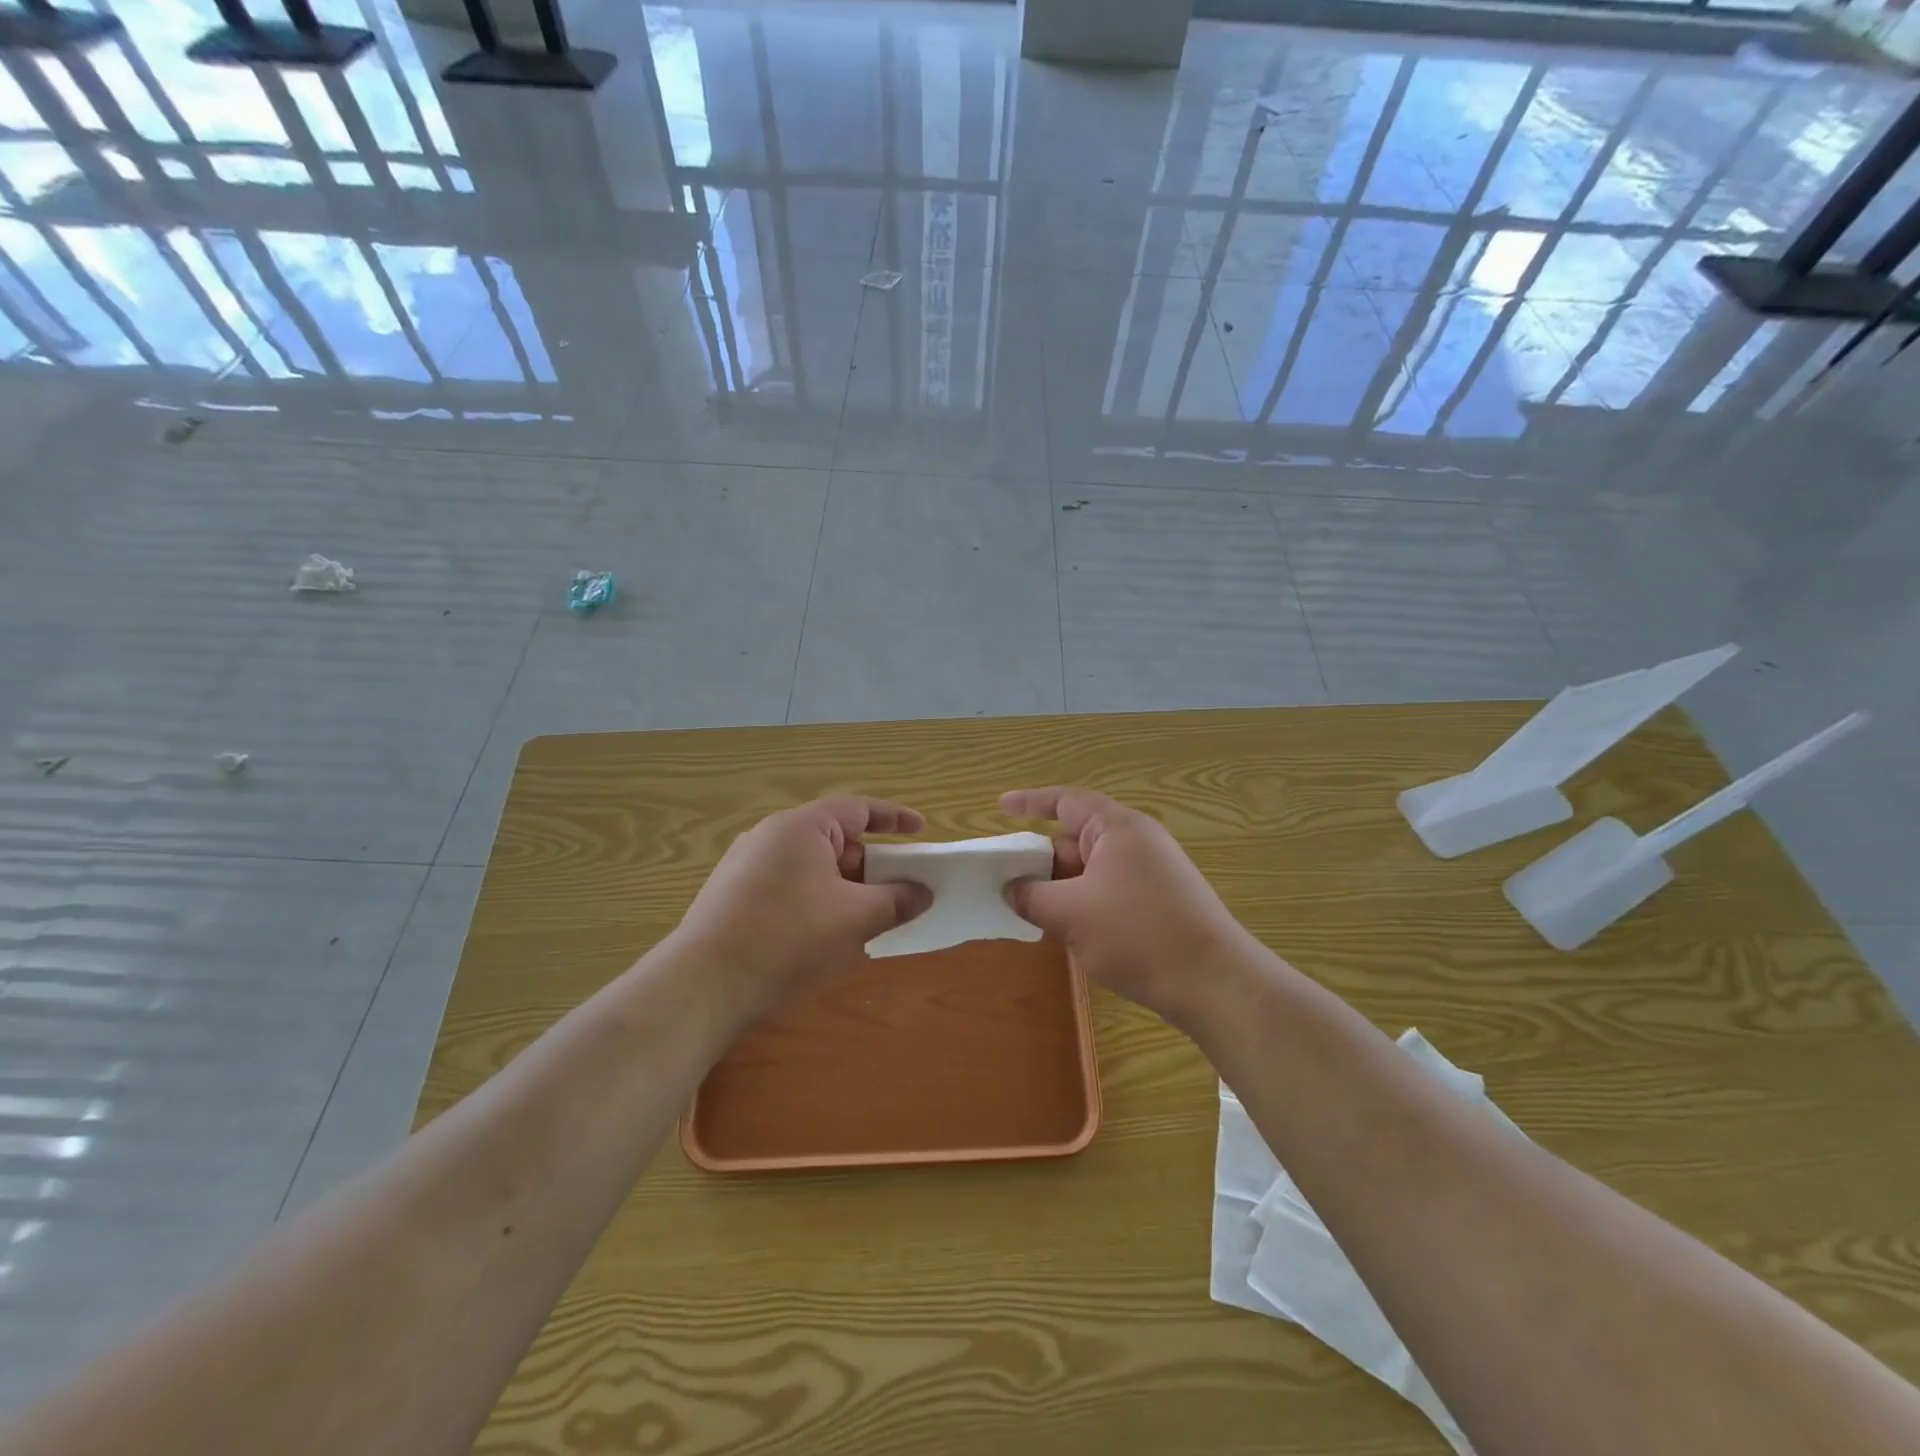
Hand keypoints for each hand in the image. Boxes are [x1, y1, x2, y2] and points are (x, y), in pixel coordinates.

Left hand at [673, 796, 932, 1012]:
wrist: (703, 987)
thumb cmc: (788, 938)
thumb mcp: (855, 919)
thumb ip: (896, 900)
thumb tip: (923, 893)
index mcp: (801, 828)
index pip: (857, 809)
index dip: (894, 817)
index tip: (921, 829)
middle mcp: (771, 837)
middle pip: (835, 841)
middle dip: (871, 867)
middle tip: (899, 893)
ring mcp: (747, 867)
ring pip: (812, 870)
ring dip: (845, 890)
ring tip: (867, 922)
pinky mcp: (733, 898)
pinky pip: (789, 889)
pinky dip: (816, 904)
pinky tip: (824, 940)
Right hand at [1000, 787, 1260, 1025]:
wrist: (1214, 983)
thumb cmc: (1138, 935)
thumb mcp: (1071, 914)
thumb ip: (1032, 897)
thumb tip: (1011, 889)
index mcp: (1117, 828)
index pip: (1066, 802)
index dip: (1030, 802)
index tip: (1000, 807)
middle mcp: (1137, 842)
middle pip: (1076, 839)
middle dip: (1040, 860)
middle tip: (1004, 880)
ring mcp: (1152, 873)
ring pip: (1091, 870)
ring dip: (1060, 887)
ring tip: (1028, 910)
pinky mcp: (1160, 902)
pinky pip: (1109, 891)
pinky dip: (1083, 903)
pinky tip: (1068, 931)